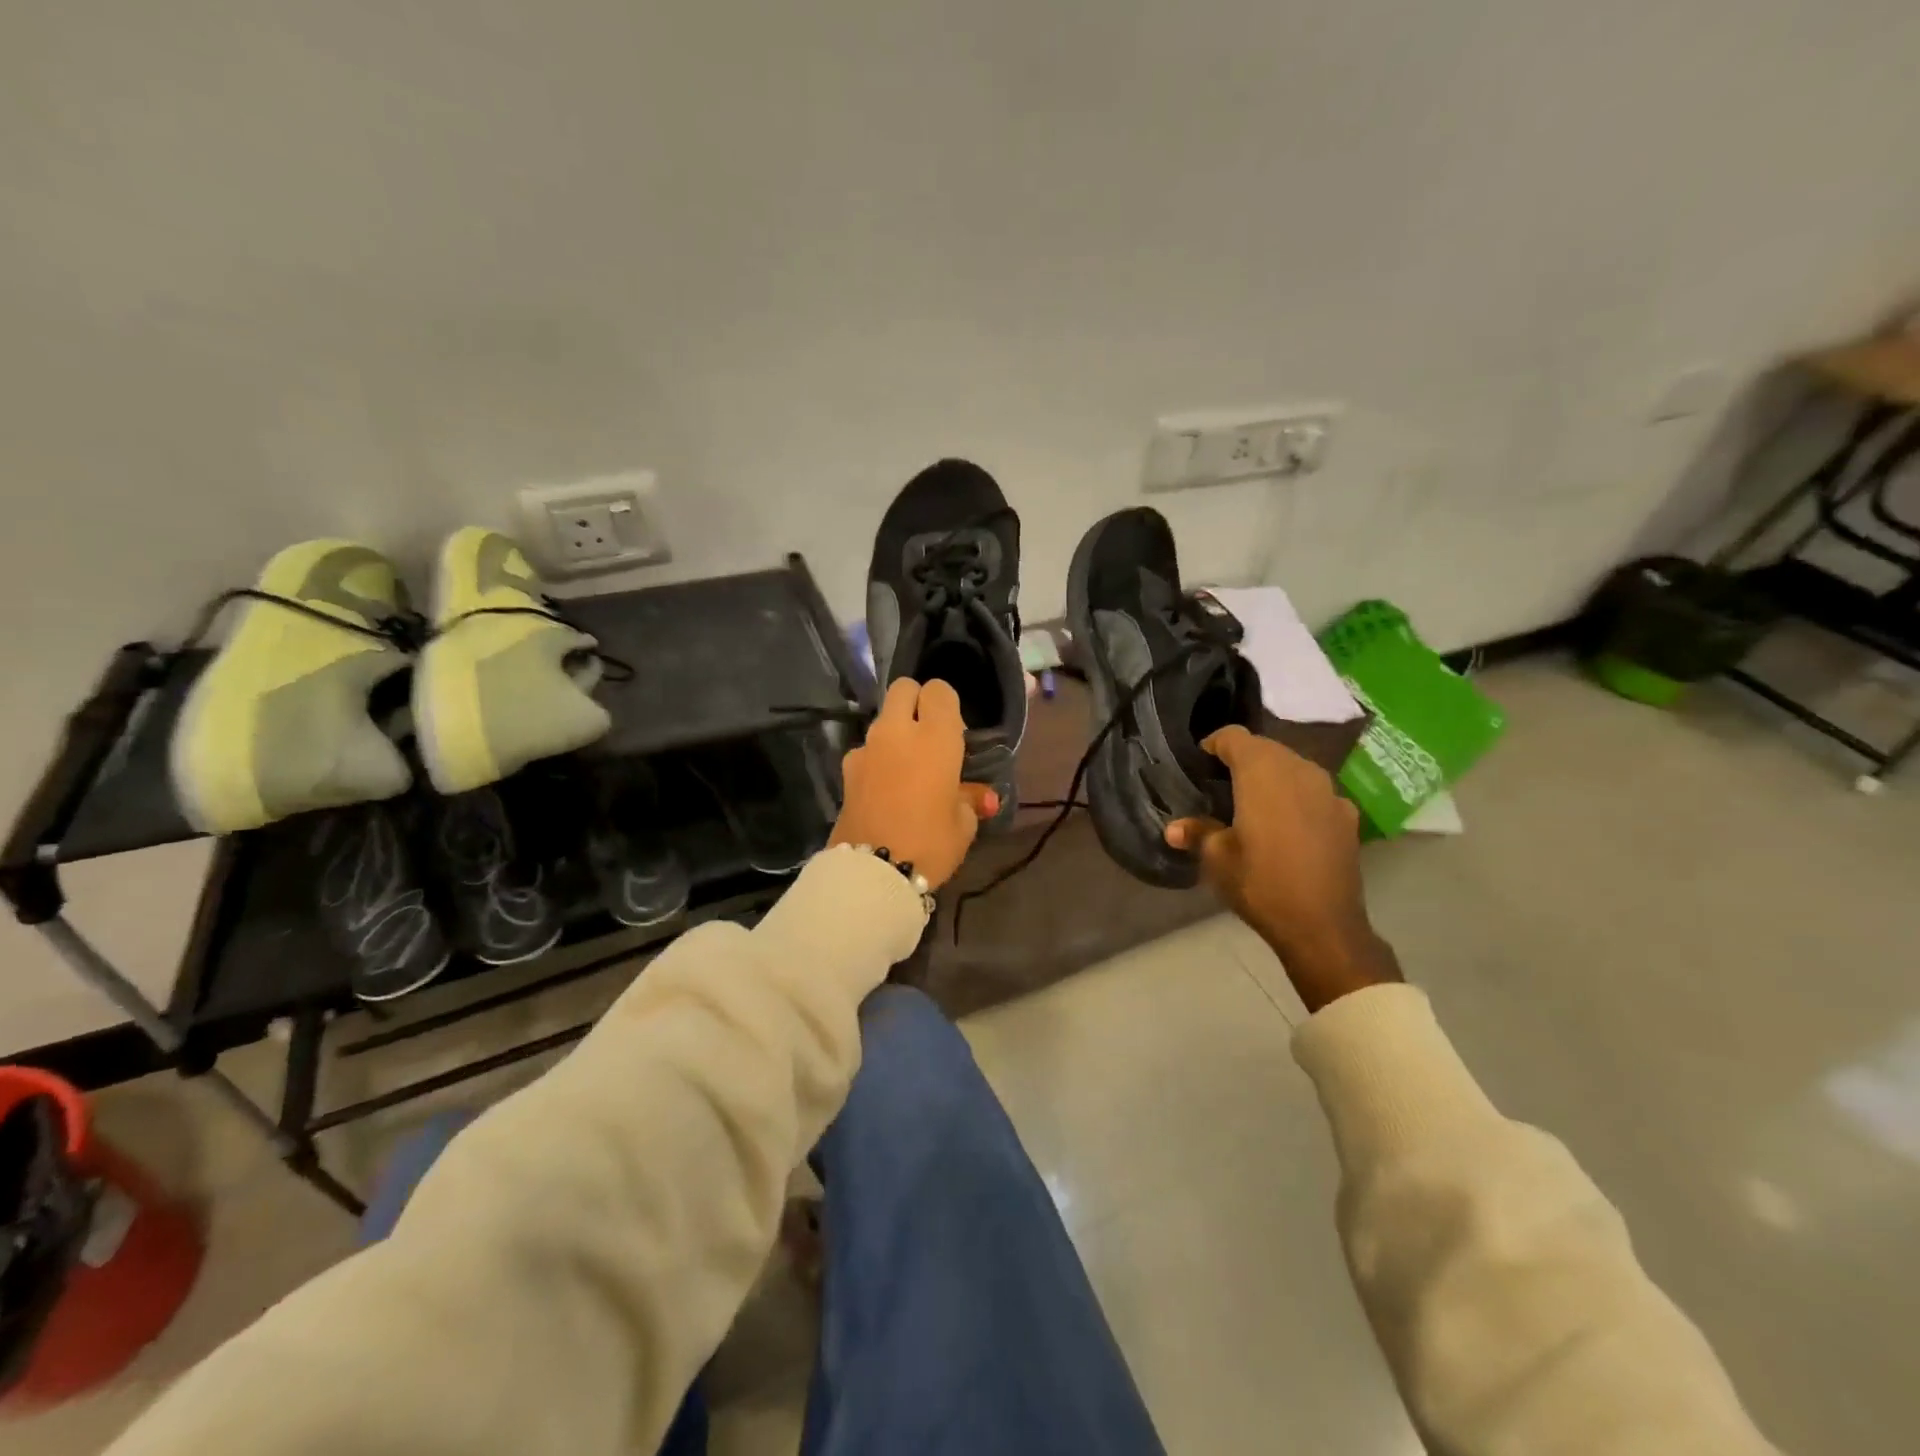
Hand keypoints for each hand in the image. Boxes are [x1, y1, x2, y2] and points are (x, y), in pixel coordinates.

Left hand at [830, 678, 999, 889]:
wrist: (873, 874)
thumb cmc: (930, 843)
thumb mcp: (963, 824)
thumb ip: (970, 799)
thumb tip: (981, 797)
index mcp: (935, 736)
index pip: (939, 690)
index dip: (947, 704)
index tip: (955, 731)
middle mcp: (897, 731)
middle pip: (903, 689)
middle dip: (916, 702)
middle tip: (929, 735)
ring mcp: (866, 748)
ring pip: (882, 720)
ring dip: (896, 733)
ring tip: (908, 769)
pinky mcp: (846, 771)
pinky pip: (867, 751)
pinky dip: (878, 760)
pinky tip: (886, 789)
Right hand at [1165, 725, 1400, 1012]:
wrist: (1323, 926)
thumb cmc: (1261, 884)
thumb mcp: (1218, 859)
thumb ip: (1198, 833)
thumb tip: (1174, 828)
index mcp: (1262, 773)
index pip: (1235, 737)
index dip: (1214, 744)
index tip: (1201, 762)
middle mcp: (1299, 770)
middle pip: (1267, 748)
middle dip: (1243, 758)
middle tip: (1221, 783)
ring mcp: (1329, 791)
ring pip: (1294, 766)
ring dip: (1272, 775)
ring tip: (1253, 801)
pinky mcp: (1346, 814)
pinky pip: (1315, 791)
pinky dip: (1297, 796)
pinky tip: (1288, 824)